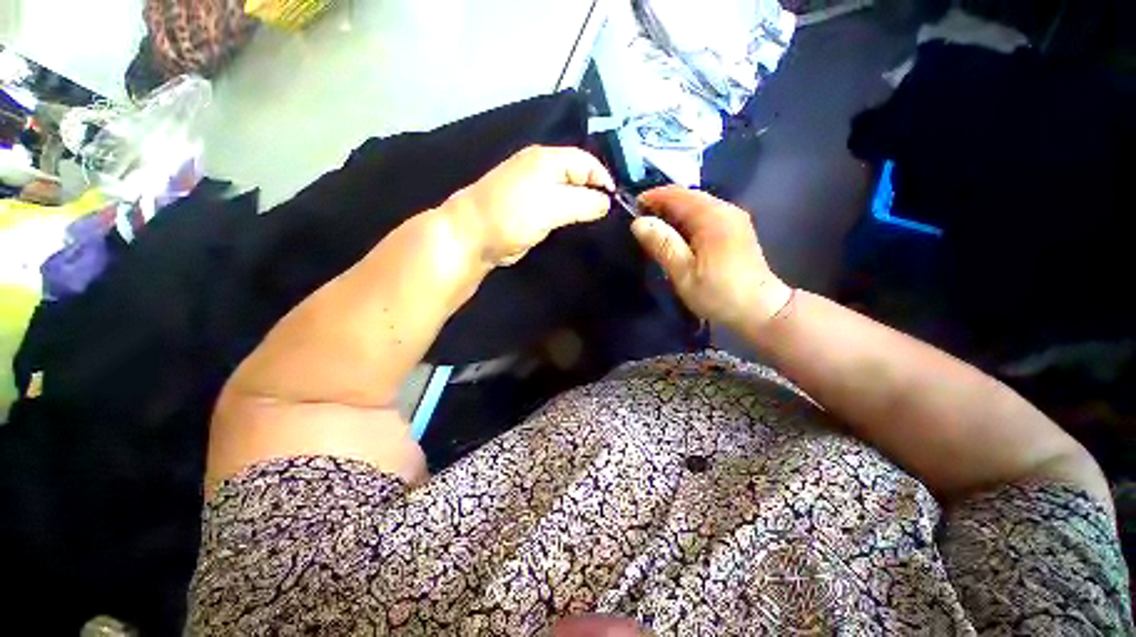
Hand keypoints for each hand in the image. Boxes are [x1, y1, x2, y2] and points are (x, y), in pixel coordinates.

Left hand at [444, 145, 614, 266]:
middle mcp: (541, 169)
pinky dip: (568, 215)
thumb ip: (584, 203)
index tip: (615, 203)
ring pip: (567, 193)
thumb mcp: (553, 207)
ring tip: (595, 222)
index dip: (603, 180)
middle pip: (578, 176)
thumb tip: (607, 203)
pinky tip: (575, 225)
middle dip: (594, 193)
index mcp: (547, 159)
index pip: (586, 162)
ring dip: (581, 206)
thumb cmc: (513, 215)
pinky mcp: (529, 208)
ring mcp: (534, 189)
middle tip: (607, 215)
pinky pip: (557, 207)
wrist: (474, 235)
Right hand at [631, 186, 791, 330]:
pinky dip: (686, 219)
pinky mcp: (736, 228)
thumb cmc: (719, 294)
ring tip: (654, 229)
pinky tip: (677, 235)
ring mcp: (733, 217)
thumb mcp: (684, 273)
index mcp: (712, 217)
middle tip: (640, 222)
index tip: (631, 209)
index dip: (652, 197)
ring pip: (696, 204)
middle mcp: (725, 209)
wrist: (760, 309)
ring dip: (674, 212)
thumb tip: (638, 222)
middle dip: (662, 204)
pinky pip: (705, 213)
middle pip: (687, 196)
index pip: (676, 195)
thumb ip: (663, 244)